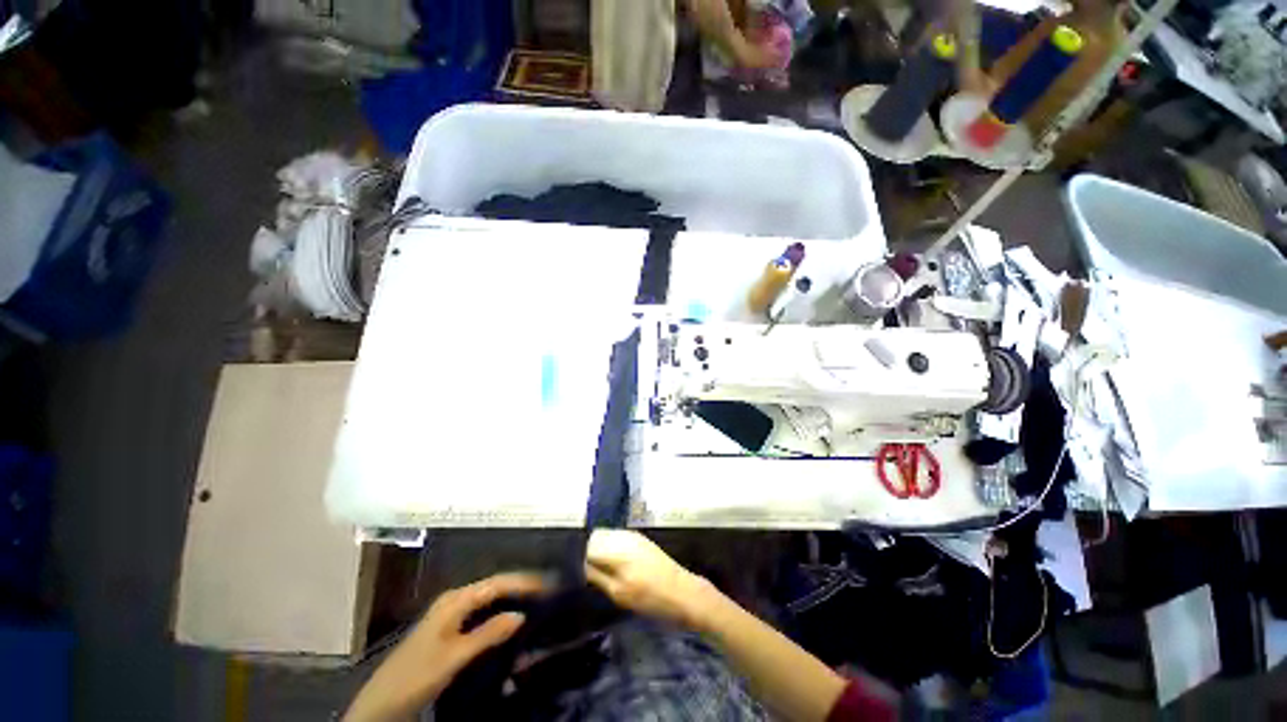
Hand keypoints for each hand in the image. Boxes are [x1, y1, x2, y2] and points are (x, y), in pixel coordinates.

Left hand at [344, 572, 546, 721]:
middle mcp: (455, 600)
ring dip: (510, 599)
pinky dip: (498, 613)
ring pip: (488, 599)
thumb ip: (489, 634)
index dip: (523, 581)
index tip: (548, 583)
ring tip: (535, 602)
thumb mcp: (455, 656)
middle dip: (519, 586)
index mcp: (456, 599)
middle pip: (494, 587)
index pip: (497, 582)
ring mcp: (451, 614)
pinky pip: (481, 613)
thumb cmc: (418, 675)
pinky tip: (510, 620)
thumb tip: (521, 614)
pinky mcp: (449, 629)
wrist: (382, 702)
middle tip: (546, 591)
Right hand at [584, 529, 717, 629]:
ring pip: (608, 537)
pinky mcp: (642, 539)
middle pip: (597, 537)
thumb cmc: (650, 599)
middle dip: (592, 552)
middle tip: (596, 575)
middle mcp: (624, 536)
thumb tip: (581, 565)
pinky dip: (614, 549)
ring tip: (608, 572)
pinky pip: (619, 539)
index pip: (589, 544)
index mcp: (617, 549)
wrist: (683, 593)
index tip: (585, 575)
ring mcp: (634, 535)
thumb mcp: (619, 594)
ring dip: (603, 551)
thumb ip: (598, 576)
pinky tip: (620, 567)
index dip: (583, 559)